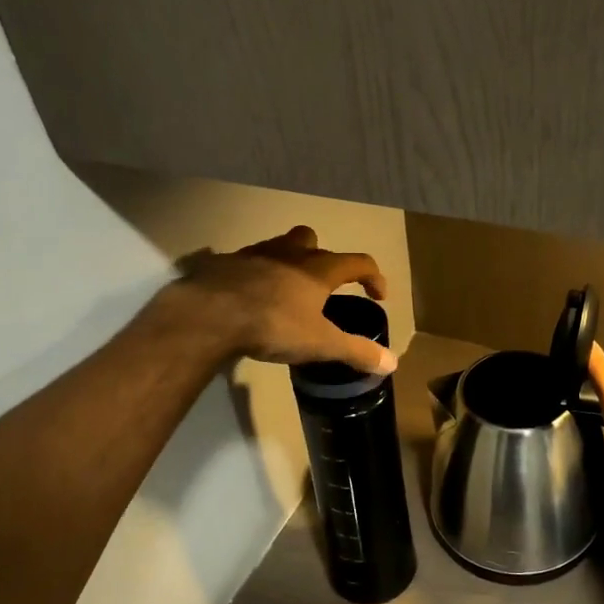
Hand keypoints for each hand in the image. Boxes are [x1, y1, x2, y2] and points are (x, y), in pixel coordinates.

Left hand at [166, 226, 396, 375]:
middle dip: (322, 258)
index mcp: (318, 269)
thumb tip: (392, 363)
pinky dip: (254, 275)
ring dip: (287, 262)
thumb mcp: (321, 344)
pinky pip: (246, 263)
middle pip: (312, 240)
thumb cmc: (274, 325)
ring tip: (285, 290)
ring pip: (278, 247)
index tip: (378, 295)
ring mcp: (254, 255)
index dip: (374, 277)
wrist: (211, 314)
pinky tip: (249, 296)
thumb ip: (356, 351)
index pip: (358, 262)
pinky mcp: (224, 263)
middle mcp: (289, 253)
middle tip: (322, 285)